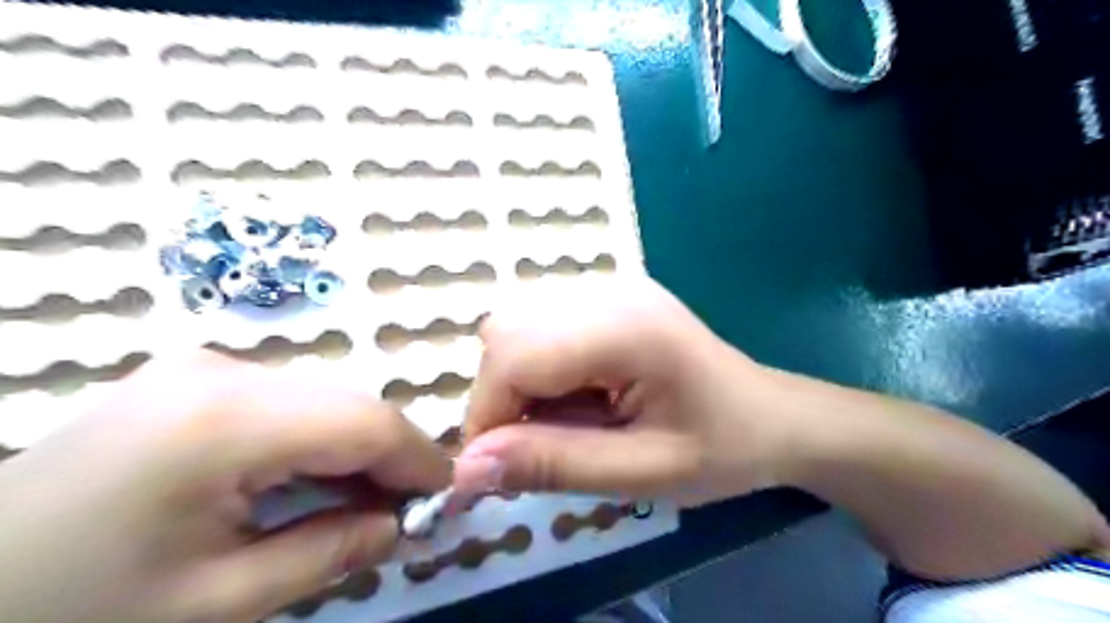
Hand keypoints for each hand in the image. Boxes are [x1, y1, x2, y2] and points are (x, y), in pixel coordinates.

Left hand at [0, 353, 453, 621]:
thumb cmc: (71, 614)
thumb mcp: (216, 604)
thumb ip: (330, 552)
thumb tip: (402, 525)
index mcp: (223, 421)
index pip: (365, 422)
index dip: (420, 457)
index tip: (449, 497)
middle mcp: (221, 371)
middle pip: (347, 405)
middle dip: (391, 457)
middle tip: (410, 511)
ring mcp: (203, 367)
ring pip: (324, 401)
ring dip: (357, 450)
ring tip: (369, 503)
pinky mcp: (194, 379)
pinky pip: (288, 404)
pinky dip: (319, 442)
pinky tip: (317, 483)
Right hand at [451, 275, 789, 505]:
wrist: (771, 416)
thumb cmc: (720, 449)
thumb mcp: (641, 472)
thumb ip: (552, 465)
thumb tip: (466, 469)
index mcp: (624, 328)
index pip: (513, 356)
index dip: (486, 415)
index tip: (493, 469)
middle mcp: (608, 291)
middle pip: (506, 332)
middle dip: (500, 396)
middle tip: (536, 445)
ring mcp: (609, 286)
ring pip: (516, 325)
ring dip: (517, 380)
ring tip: (564, 419)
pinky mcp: (609, 295)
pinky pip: (540, 324)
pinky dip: (537, 366)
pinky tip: (576, 393)